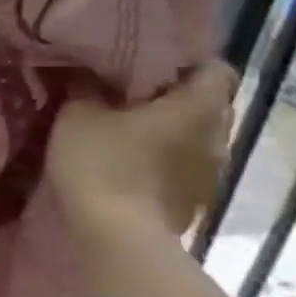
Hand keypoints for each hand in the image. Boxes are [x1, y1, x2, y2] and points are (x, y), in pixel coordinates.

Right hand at [49, 61, 235, 240]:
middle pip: (208, 104)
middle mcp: (218, 135)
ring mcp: (212, 171)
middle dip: (175, 98)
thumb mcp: (77, 114)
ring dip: (171, 132)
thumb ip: (86, 87)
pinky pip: (186, 166)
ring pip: (197, 137)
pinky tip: (133, 166)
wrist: (116, 233)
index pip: (216, 69)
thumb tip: (89, 71)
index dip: (187, 64)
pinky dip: (166, 160)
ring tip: (129, 133)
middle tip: (131, 97)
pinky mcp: (197, 198)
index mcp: (198, 106)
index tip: (150, 66)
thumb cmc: (101, 162)